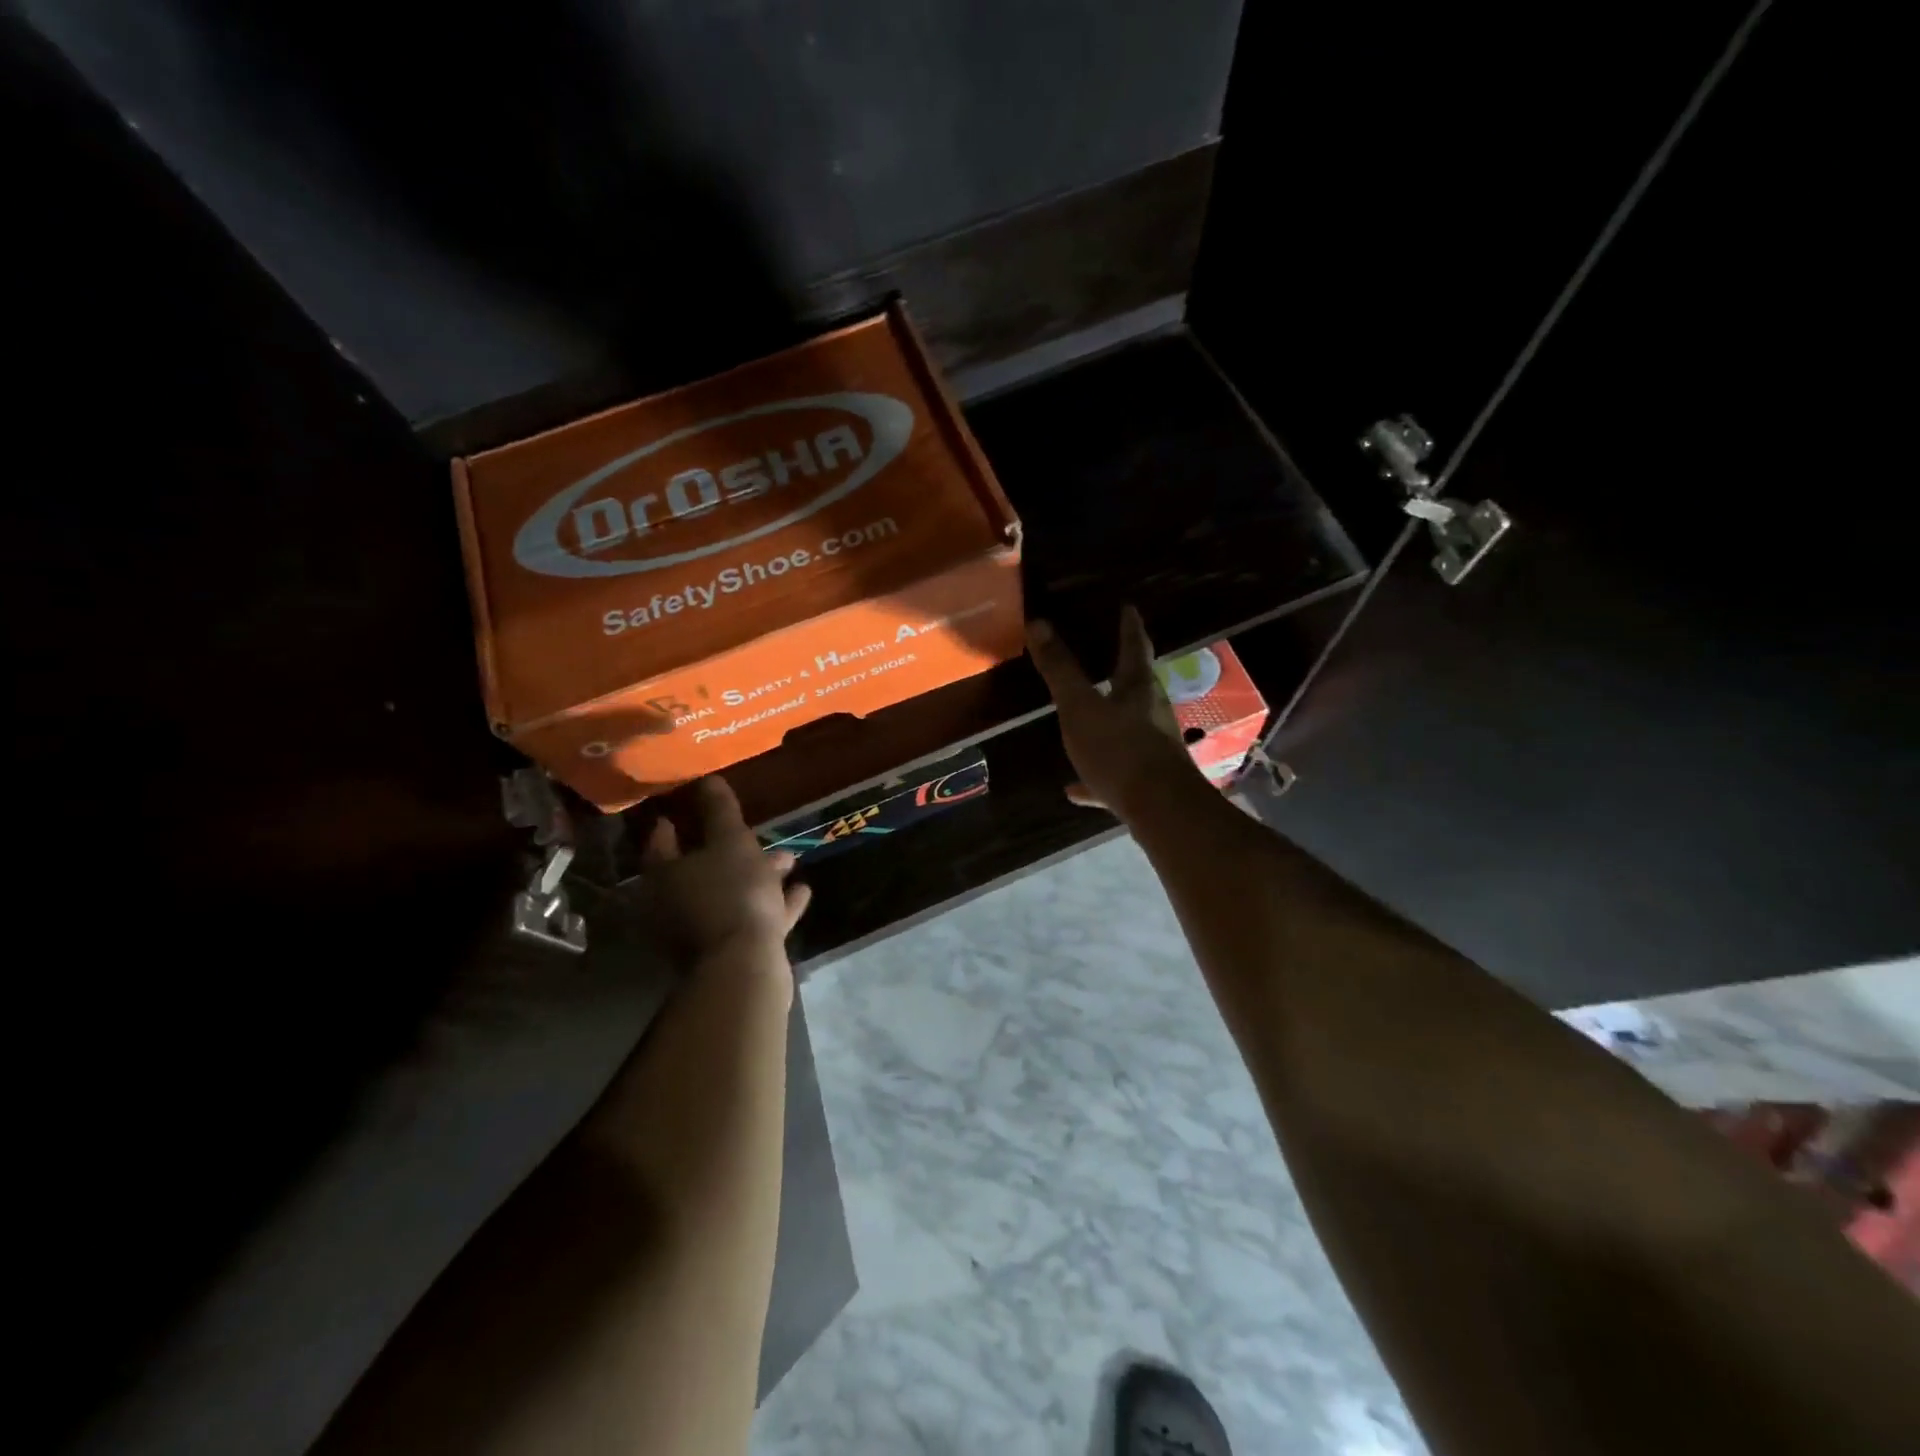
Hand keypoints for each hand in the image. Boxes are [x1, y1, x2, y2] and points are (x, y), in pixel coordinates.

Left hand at [636, 776, 810, 968]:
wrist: (744, 967)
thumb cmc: (732, 894)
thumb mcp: (731, 842)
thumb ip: (719, 811)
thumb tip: (707, 778)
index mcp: (666, 877)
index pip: (661, 843)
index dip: (672, 825)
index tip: (681, 811)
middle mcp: (675, 905)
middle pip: (701, 870)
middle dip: (731, 851)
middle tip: (757, 836)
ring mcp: (702, 933)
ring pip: (731, 895)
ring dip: (760, 877)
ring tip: (789, 863)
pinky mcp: (730, 953)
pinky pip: (754, 920)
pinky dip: (775, 905)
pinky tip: (801, 892)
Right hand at [1026, 608, 1204, 817]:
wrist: (1161, 809)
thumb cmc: (1120, 749)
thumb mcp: (1080, 707)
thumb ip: (1060, 669)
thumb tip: (1038, 622)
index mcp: (1137, 687)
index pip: (1134, 646)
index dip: (1129, 625)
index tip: (1128, 607)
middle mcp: (1152, 712)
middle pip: (1136, 685)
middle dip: (1122, 671)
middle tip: (1107, 656)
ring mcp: (1153, 747)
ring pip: (1128, 727)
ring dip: (1108, 720)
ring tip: (1086, 719)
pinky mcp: (1147, 781)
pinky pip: (1117, 771)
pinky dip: (1095, 775)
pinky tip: (1074, 789)